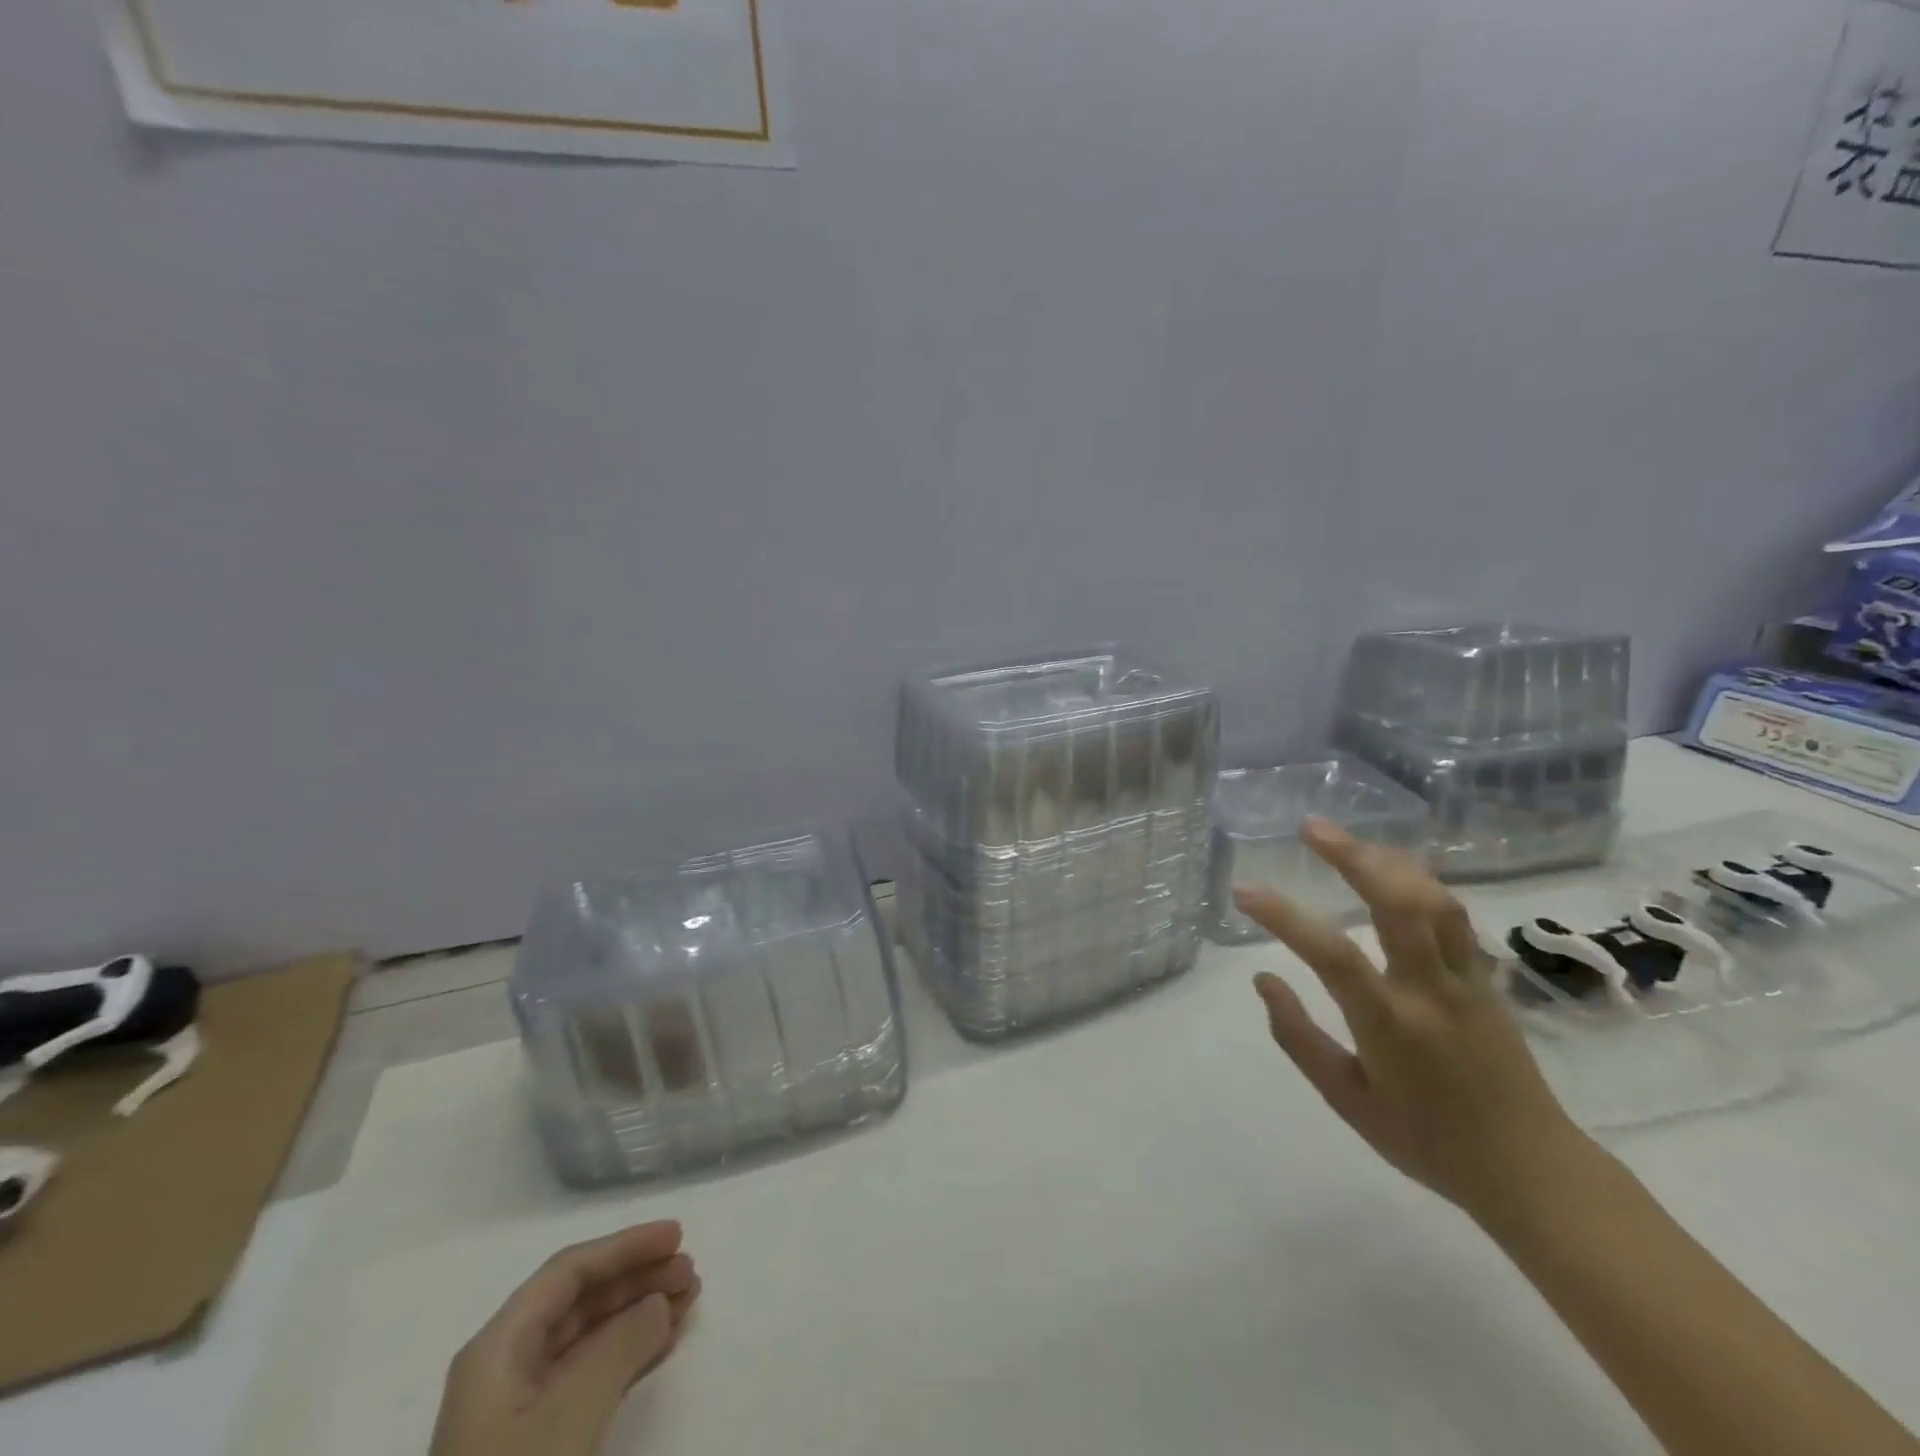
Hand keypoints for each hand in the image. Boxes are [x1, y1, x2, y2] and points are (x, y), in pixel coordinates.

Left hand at [431, 1220, 701, 1455]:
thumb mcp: (571, 1413)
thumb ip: (621, 1346)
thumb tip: (659, 1302)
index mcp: (497, 1349)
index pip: (568, 1271)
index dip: (625, 1246)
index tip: (677, 1236)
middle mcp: (505, 1368)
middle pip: (580, 1301)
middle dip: (638, 1278)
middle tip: (691, 1270)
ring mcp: (519, 1411)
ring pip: (589, 1338)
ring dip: (641, 1313)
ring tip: (690, 1300)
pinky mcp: (537, 1446)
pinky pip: (591, 1376)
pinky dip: (631, 1354)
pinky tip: (666, 1344)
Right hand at [1234, 819, 1597, 1229]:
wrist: (1532, 1171)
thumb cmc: (1427, 1141)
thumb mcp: (1347, 1100)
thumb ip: (1299, 1037)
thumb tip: (1263, 978)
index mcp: (1390, 1025)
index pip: (1331, 954)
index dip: (1284, 916)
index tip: (1244, 891)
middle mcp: (1431, 991)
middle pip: (1398, 904)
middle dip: (1352, 856)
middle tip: (1311, 827)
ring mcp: (1467, 981)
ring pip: (1435, 901)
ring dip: (1389, 861)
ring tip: (1349, 842)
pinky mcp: (1488, 980)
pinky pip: (1455, 917)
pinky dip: (1421, 883)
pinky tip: (1395, 872)